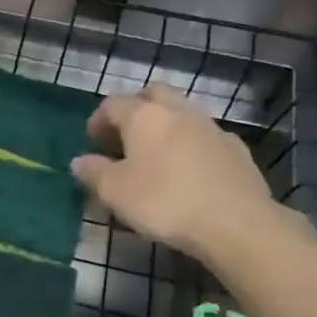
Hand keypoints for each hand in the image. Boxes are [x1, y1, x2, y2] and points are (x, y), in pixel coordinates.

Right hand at [72, 84, 275, 257]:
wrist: (234, 222)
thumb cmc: (164, 201)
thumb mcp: (115, 192)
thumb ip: (94, 173)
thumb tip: (80, 161)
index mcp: (144, 116)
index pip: (114, 104)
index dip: (98, 120)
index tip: (92, 142)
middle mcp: (178, 112)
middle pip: (153, 93)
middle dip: (136, 108)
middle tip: (125, 136)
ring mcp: (211, 127)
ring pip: (182, 112)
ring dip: (165, 125)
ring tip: (155, 155)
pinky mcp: (236, 149)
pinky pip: (204, 136)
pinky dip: (190, 145)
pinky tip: (187, 171)